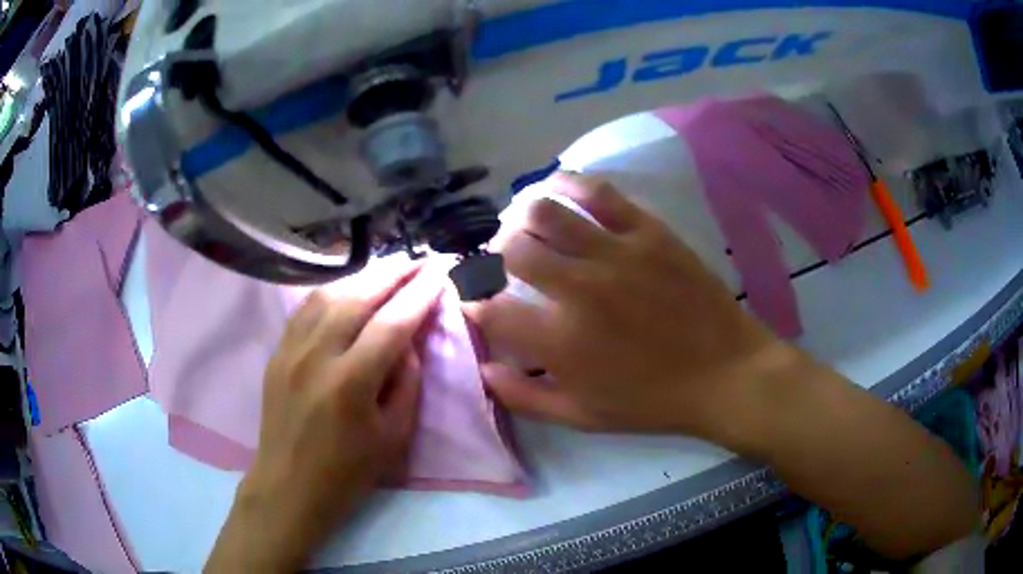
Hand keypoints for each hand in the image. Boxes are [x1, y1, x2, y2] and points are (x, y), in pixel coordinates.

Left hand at [206, 262, 442, 571]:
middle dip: (394, 272)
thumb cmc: (348, 471)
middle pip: (358, 296)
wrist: (289, 485)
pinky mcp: (277, 351)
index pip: (393, 323)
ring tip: (389, 269)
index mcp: (351, 383)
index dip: (420, 293)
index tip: (441, 272)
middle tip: (419, 259)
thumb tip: (409, 338)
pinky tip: (349, 287)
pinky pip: (306, 307)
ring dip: (363, 276)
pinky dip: (333, 290)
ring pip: (329, 294)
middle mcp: (317, 355)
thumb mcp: (394, 436)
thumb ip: (406, 381)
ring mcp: (291, 349)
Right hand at [467, 172, 794, 436]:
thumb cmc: (653, 402)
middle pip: (511, 249)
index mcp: (559, 341)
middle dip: (493, 255)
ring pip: (546, 211)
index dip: (472, 300)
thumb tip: (484, 369)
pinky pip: (599, 192)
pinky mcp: (648, 231)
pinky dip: (570, 183)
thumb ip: (524, 397)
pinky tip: (560, 188)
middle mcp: (578, 288)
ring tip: (524, 224)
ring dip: (522, 215)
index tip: (476, 299)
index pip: (489, 308)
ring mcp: (615, 253)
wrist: (725, 373)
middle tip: (501, 262)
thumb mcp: (582, 417)